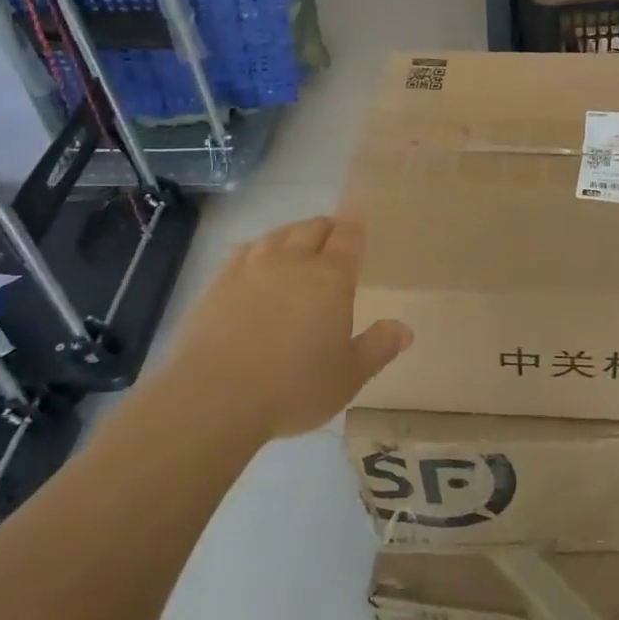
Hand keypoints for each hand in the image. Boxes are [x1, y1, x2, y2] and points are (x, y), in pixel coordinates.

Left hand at [165, 217, 410, 440]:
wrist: (214, 397)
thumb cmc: (293, 387)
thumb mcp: (348, 377)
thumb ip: (378, 348)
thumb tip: (404, 329)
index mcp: (330, 277)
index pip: (348, 236)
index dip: (355, 226)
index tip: (358, 222)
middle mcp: (293, 261)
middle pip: (312, 228)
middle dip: (327, 228)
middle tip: (333, 239)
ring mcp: (252, 267)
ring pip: (278, 234)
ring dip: (293, 234)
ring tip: (297, 245)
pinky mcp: (219, 281)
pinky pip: (246, 250)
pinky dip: (259, 249)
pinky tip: (257, 262)